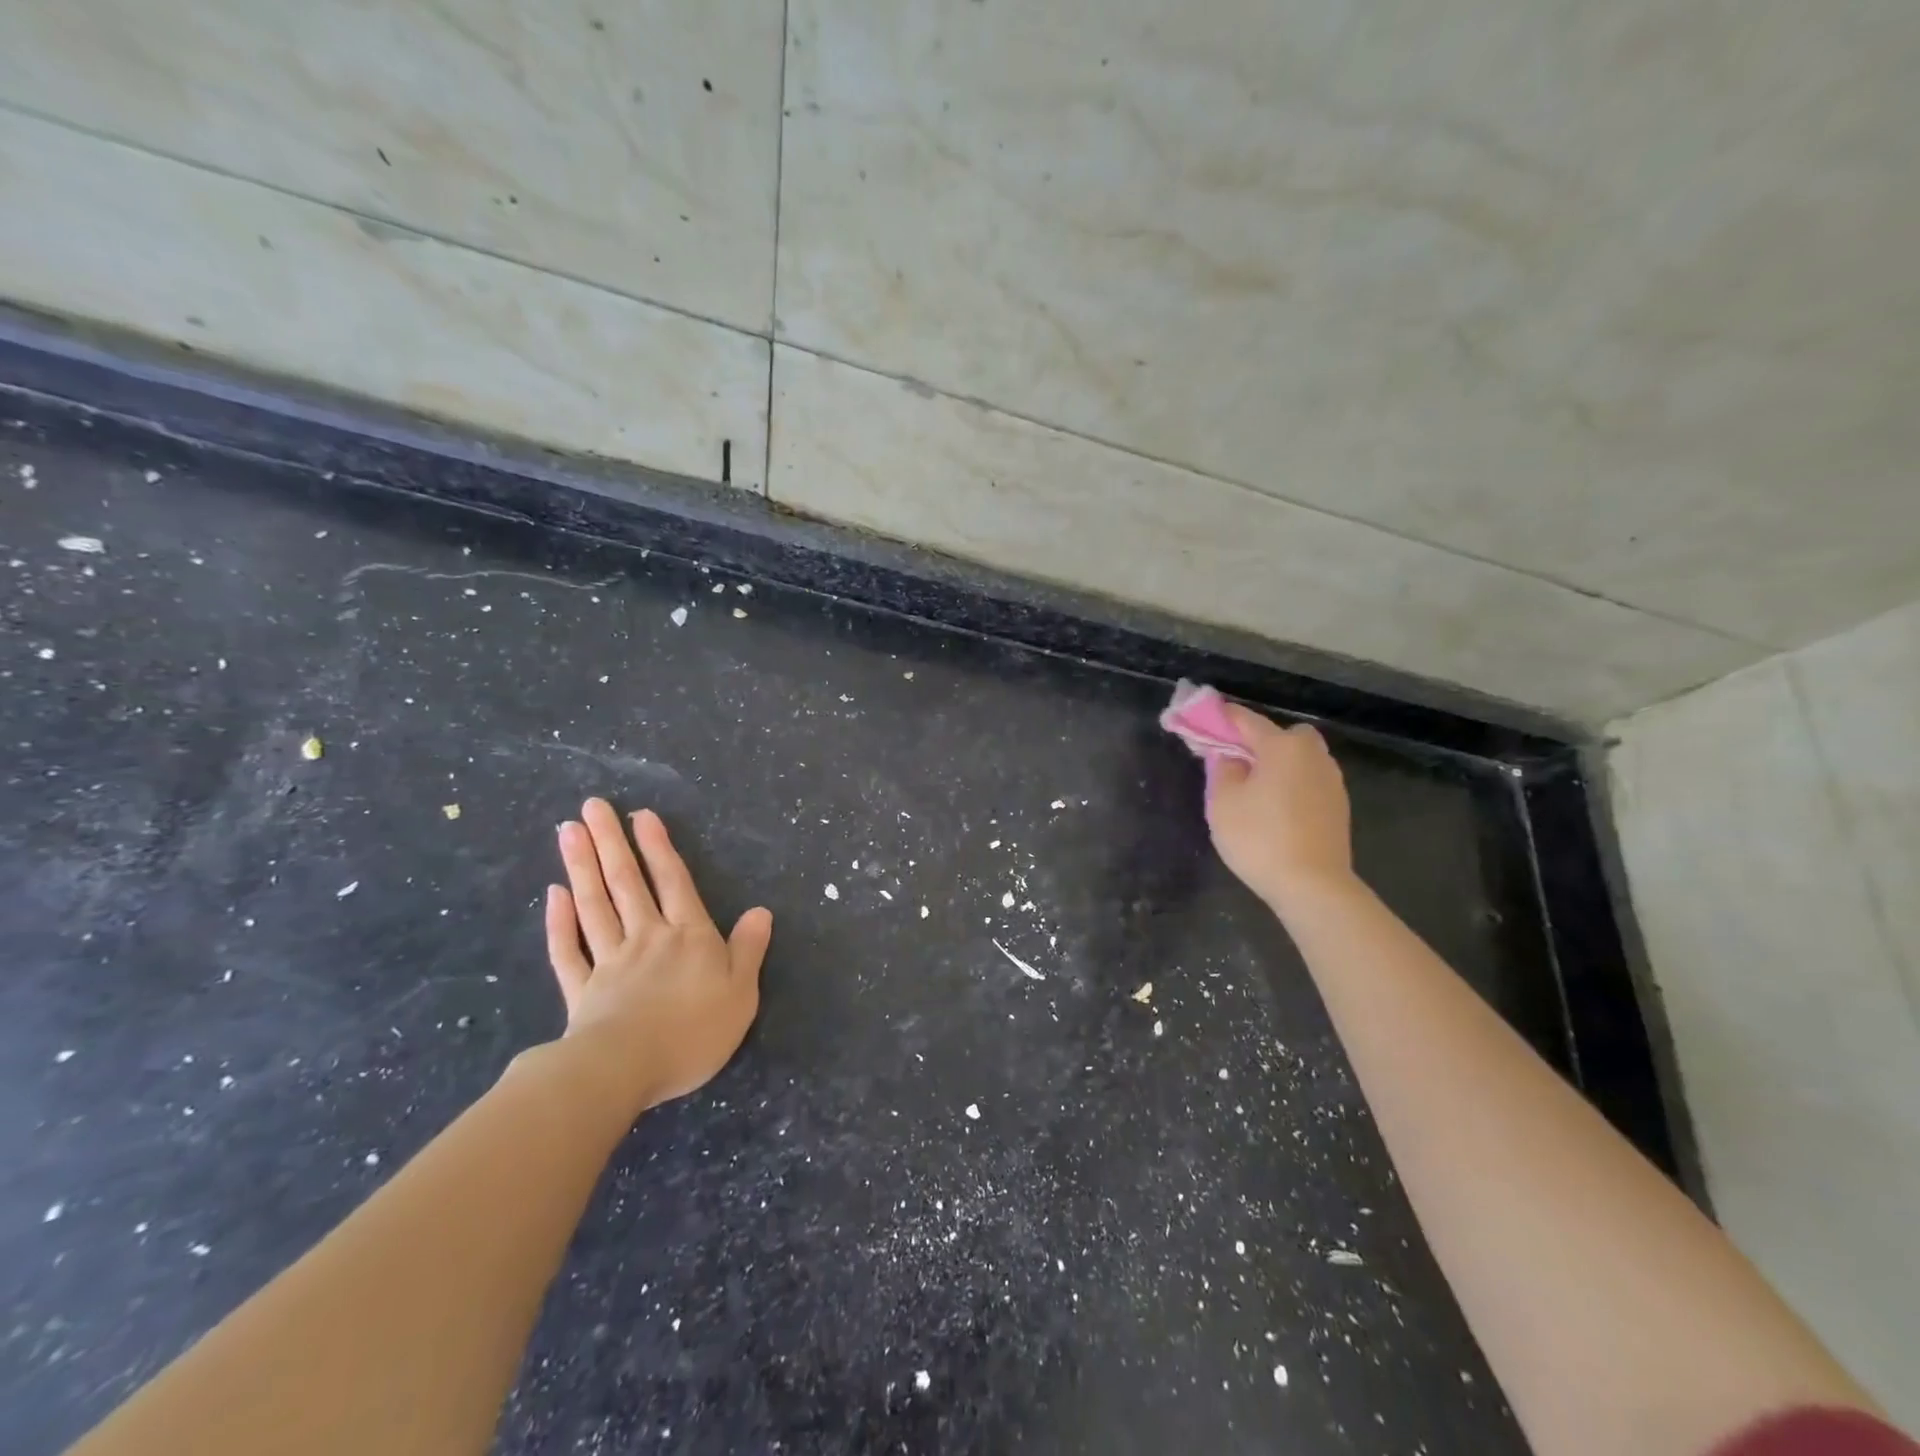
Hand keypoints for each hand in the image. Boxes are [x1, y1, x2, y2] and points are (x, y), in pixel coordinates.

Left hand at [544, 799, 771, 1113]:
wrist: (625, 1071)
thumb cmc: (693, 1031)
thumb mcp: (740, 992)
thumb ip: (748, 950)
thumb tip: (760, 912)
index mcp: (688, 937)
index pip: (673, 882)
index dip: (658, 848)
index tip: (640, 815)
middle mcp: (646, 938)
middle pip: (626, 883)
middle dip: (611, 842)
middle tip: (591, 806)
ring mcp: (609, 962)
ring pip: (594, 906)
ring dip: (582, 867)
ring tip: (568, 831)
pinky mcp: (581, 991)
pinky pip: (567, 950)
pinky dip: (558, 922)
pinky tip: (553, 896)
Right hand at [1205, 707, 1354, 908]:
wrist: (1313, 886)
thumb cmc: (1260, 838)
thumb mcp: (1223, 802)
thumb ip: (1222, 768)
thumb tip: (1228, 755)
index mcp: (1282, 746)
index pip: (1246, 720)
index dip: (1221, 717)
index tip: (1201, 717)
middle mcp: (1312, 755)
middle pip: (1282, 735)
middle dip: (1259, 741)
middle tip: (1236, 762)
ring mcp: (1331, 780)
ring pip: (1299, 758)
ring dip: (1278, 764)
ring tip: (1254, 789)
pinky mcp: (1338, 805)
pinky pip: (1308, 780)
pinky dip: (1291, 784)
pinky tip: (1276, 809)